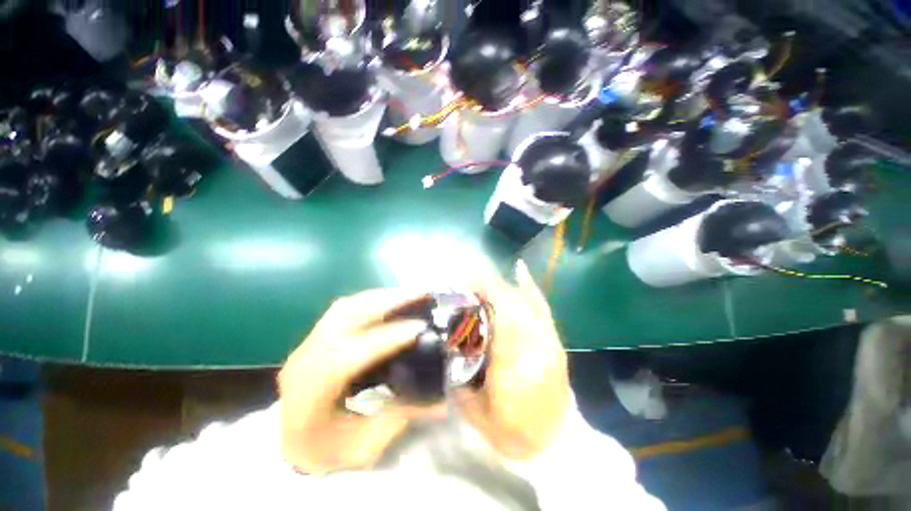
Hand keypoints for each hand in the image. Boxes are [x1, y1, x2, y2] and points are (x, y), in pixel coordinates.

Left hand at [278, 289, 436, 473]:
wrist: (289, 443)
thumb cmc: (324, 451)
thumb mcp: (363, 449)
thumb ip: (399, 419)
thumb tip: (440, 401)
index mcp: (310, 394)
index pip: (349, 356)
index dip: (386, 339)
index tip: (419, 328)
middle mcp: (304, 359)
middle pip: (345, 318)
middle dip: (388, 302)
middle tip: (420, 293)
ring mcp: (307, 342)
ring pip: (346, 307)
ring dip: (381, 296)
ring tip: (410, 292)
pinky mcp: (316, 335)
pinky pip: (344, 307)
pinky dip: (370, 299)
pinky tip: (390, 298)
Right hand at [457, 261, 570, 460]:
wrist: (556, 444)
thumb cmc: (512, 432)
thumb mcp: (475, 410)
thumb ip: (458, 376)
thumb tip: (447, 344)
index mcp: (513, 364)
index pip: (500, 314)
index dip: (484, 291)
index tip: (464, 282)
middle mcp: (534, 345)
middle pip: (512, 302)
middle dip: (488, 285)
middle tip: (466, 282)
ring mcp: (549, 340)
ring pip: (525, 299)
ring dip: (502, 285)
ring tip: (481, 281)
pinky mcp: (556, 340)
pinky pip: (542, 307)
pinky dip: (529, 287)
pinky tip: (520, 271)